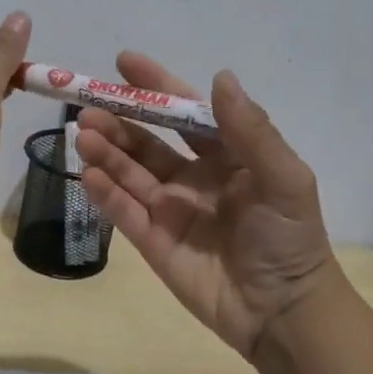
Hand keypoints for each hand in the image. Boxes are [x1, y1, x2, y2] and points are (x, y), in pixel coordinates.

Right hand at [75, 52, 336, 360]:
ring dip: (106, 151)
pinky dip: (105, 192)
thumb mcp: (283, 178)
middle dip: (118, 121)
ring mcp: (170, 209)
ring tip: (84, 134)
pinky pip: (124, 211)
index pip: (185, 113)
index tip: (123, 62)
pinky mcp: (153, 241)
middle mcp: (194, 176)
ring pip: (129, 173)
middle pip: (147, 141)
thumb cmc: (288, 238)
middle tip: (89, 107)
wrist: (281, 311)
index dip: (156, 86)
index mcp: (227, 155)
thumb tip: (220, 76)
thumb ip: (251, 130)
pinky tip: (89, 174)